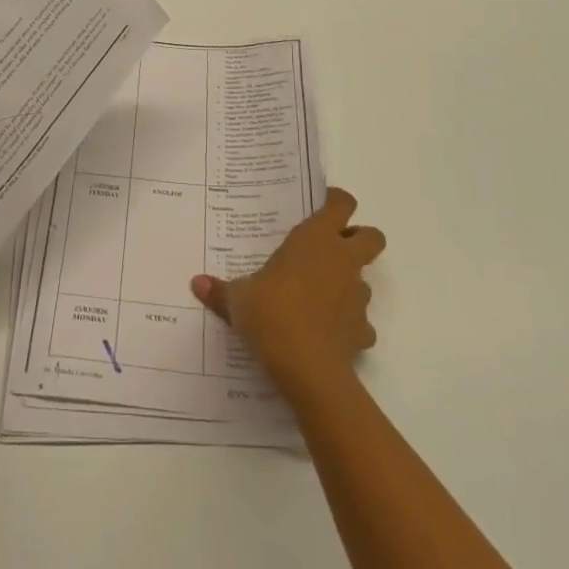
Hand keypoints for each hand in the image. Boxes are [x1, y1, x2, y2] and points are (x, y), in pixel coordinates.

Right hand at [191, 188, 384, 393]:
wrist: (306, 367)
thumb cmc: (271, 313)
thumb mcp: (239, 298)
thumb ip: (221, 290)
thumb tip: (196, 283)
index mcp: (315, 238)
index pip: (341, 204)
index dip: (336, 201)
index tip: (322, 206)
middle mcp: (343, 260)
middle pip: (372, 236)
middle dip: (360, 238)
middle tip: (333, 248)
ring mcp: (358, 296)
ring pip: (366, 280)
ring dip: (349, 284)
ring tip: (321, 297)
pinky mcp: (364, 330)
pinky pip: (361, 322)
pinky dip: (349, 325)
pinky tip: (327, 333)